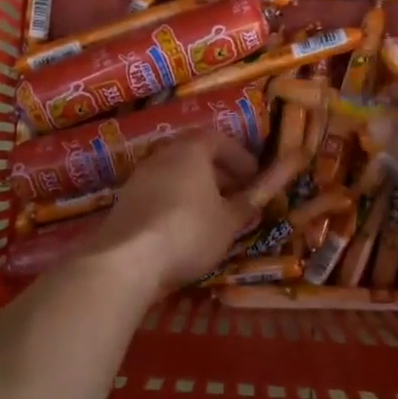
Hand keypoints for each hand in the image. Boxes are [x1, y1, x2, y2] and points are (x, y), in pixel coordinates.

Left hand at [82, 134, 259, 293]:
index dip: (240, 157)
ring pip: (174, 173)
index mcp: (191, 150)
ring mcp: (139, 177)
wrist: (127, 259)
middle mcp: (163, 155)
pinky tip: (183, 226)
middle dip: (219, 171)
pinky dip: (176, 200)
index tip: (254, 177)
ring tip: (212, 213)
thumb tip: (271, 185)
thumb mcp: (229, 221)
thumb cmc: (189, 232)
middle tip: (236, 193)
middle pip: (194, 153)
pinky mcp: (125, 200)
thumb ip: (250, 200)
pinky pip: (158, 191)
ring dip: (196, 186)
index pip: (219, 139)